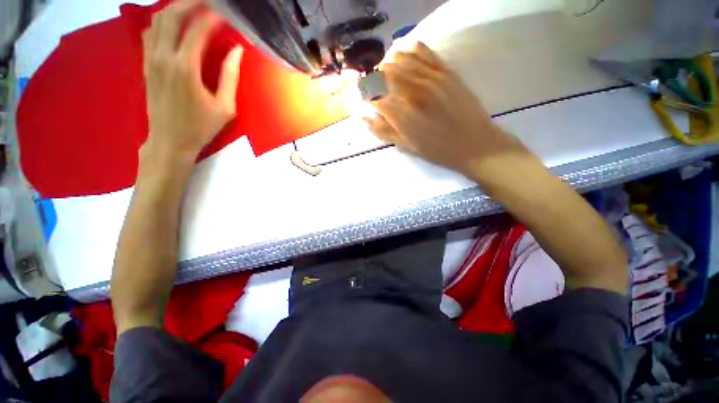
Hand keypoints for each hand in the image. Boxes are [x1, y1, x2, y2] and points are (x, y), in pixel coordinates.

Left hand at [141, 0, 242, 162]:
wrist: (169, 141)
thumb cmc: (201, 127)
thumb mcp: (225, 107)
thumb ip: (231, 77)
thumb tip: (237, 50)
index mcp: (185, 68)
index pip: (197, 29)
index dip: (213, 16)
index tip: (226, 12)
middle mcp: (164, 56)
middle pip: (171, 15)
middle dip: (190, 2)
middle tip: (208, 1)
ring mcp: (150, 59)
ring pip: (157, 20)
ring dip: (175, 9)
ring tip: (192, 8)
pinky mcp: (145, 64)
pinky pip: (150, 33)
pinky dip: (163, 22)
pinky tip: (174, 24)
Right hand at [365, 42, 523, 176]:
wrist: (474, 145)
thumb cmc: (437, 151)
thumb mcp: (407, 147)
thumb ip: (384, 131)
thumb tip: (364, 117)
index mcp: (402, 114)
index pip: (375, 98)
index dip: (369, 98)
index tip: (369, 102)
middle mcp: (413, 91)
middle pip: (385, 73)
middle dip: (376, 78)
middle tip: (376, 86)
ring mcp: (431, 78)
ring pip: (402, 59)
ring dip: (390, 63)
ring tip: (389, 71)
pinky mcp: (446, 72)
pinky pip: (425, 52)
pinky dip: (412, 51)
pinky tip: (408, 55)